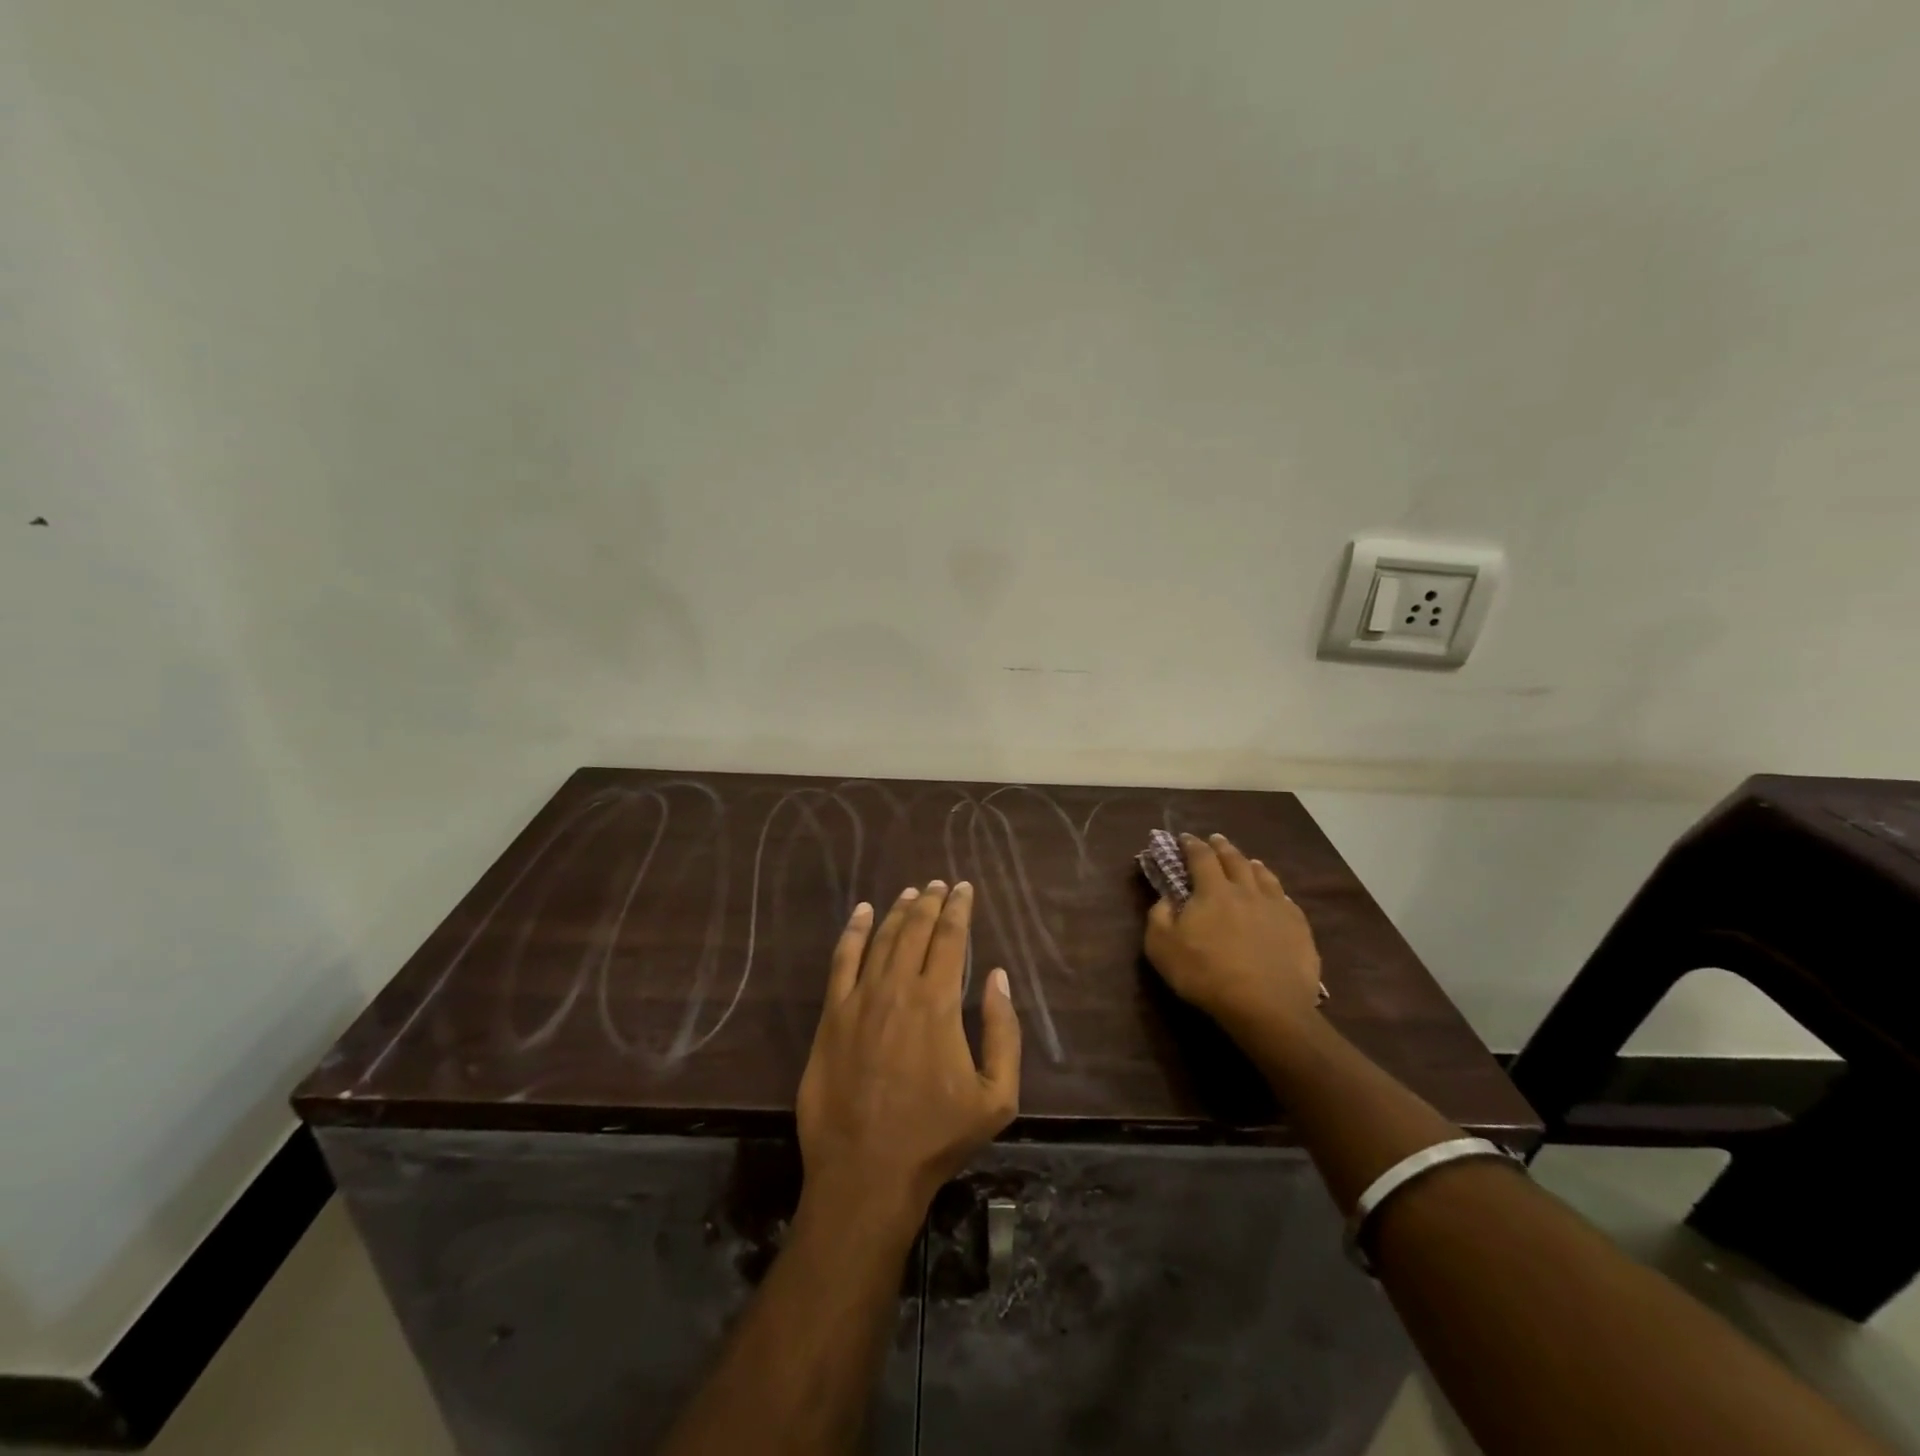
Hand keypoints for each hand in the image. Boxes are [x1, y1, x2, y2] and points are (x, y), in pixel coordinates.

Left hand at [796, 882, 1021, 1231]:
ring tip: (910, 893)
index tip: (964, 888)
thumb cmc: (936, 1137)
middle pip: (915, 930)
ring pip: (881, 939)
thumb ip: (1004, 1031)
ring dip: (897, 911)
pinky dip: (852, 932)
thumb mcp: (997, 1096)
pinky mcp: (831, 1016)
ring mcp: (859, 1000)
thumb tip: (997, 976)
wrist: (867, 1173)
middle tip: (939, 884)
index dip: (958, 909)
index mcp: (938, 1003)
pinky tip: (861, 913)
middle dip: (930, 902)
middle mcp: (897, 988)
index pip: (950, 938)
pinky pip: (842, 961)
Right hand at [1144, 833, 1323, 1040]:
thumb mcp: (1162, 948)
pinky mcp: (1299, 928)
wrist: (1266, 1006)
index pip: (1201, 857)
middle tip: (1216, 839)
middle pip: (1234, 860)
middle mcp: (1246, 890)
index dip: (1191, 845)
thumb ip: (1159, 917)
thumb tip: (1166, 899)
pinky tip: (1277, 896)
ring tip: (1248, 861)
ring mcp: (1276, 908)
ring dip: (1252, 865)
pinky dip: (1276, 892)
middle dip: (1222, 847)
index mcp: (1213, 890)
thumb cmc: (1206, 975)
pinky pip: (1287, 901)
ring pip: (1264, 876)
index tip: (1185, 838)